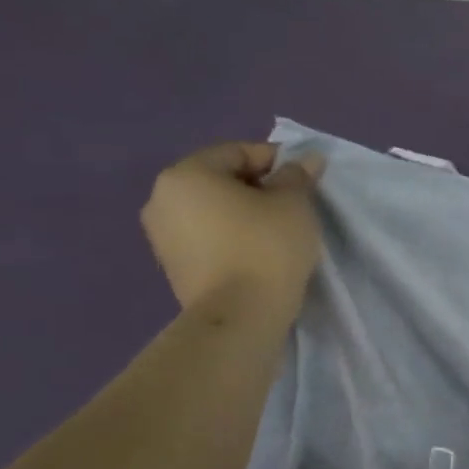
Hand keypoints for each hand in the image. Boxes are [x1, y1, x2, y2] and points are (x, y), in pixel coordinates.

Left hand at [141, 142, 324, 317]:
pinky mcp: (173, 267)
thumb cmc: (266, 246)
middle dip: (258, 187)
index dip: (275, 160)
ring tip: (279, 231)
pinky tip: (259, 252)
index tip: (304, 178)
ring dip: (244, 214)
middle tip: (294, 204)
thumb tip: (307, 159)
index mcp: (186, 175)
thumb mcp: (294, 204)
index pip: (237, 152)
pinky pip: (207, 238)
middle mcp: (162, 199)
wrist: (240, 315)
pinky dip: (232, 237)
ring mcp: (162, 236)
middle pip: (220, 180)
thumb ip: (297, 176)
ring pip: (213, 211)